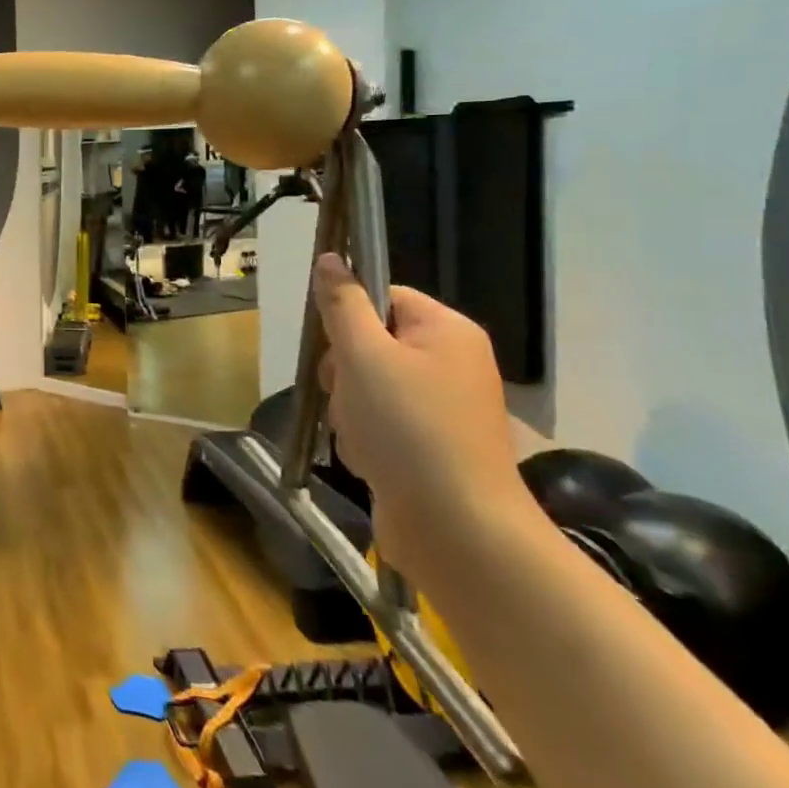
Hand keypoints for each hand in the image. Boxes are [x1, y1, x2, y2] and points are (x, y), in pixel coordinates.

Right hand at [312, 252, 534, 575]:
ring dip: (350, 410)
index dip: (349, 319)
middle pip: (370, 344)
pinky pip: (381, 424)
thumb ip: (342, 304)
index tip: (334, 349)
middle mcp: (452, 363)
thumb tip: (330, 258)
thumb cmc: (408, 428)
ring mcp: (444, 408)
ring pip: (368, 387)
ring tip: (362, 437)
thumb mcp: (363, 356)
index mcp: (446, 331)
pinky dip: (366, 439)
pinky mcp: (432, 446)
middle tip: (348, 396)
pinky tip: (370, 460)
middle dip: (344, 373)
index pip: (382, 297)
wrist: (458, 529)